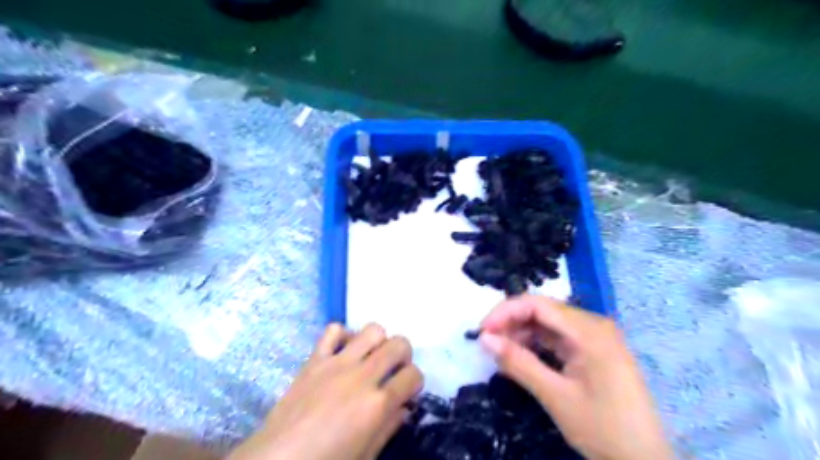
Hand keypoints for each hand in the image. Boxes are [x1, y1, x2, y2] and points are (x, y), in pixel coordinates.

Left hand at [229, 324, 422, 458]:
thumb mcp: (365, 455)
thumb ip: (389, 427)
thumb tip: (404, 408)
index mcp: (377, 404)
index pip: (413, 376)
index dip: (416, 382)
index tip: (408, 391)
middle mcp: (362, 376)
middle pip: (398, 344)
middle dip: (405, 354)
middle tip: (395, 369)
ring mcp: (337, 363)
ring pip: (372, 330)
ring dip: (379, 341)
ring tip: (372, 357)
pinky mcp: (315, 359)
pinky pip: (333, 330)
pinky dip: (344, 335)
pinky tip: (344, 351)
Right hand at [481, 295, 671, 459]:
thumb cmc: (603, 428)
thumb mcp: (555, 396)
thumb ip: (518, 363)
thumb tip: (483, 339)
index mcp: (589, 330)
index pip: (537, 304)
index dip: (505, 312)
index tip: (482, 331)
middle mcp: (592, 325)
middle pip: (542, 311)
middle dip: (511, 323)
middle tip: (488, 344)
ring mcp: (594, 337)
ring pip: (548, 324)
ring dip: (522, 334)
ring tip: (502, 354)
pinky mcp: (593, 350)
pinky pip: (558, 338)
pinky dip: (536, 345)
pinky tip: (522, 357)